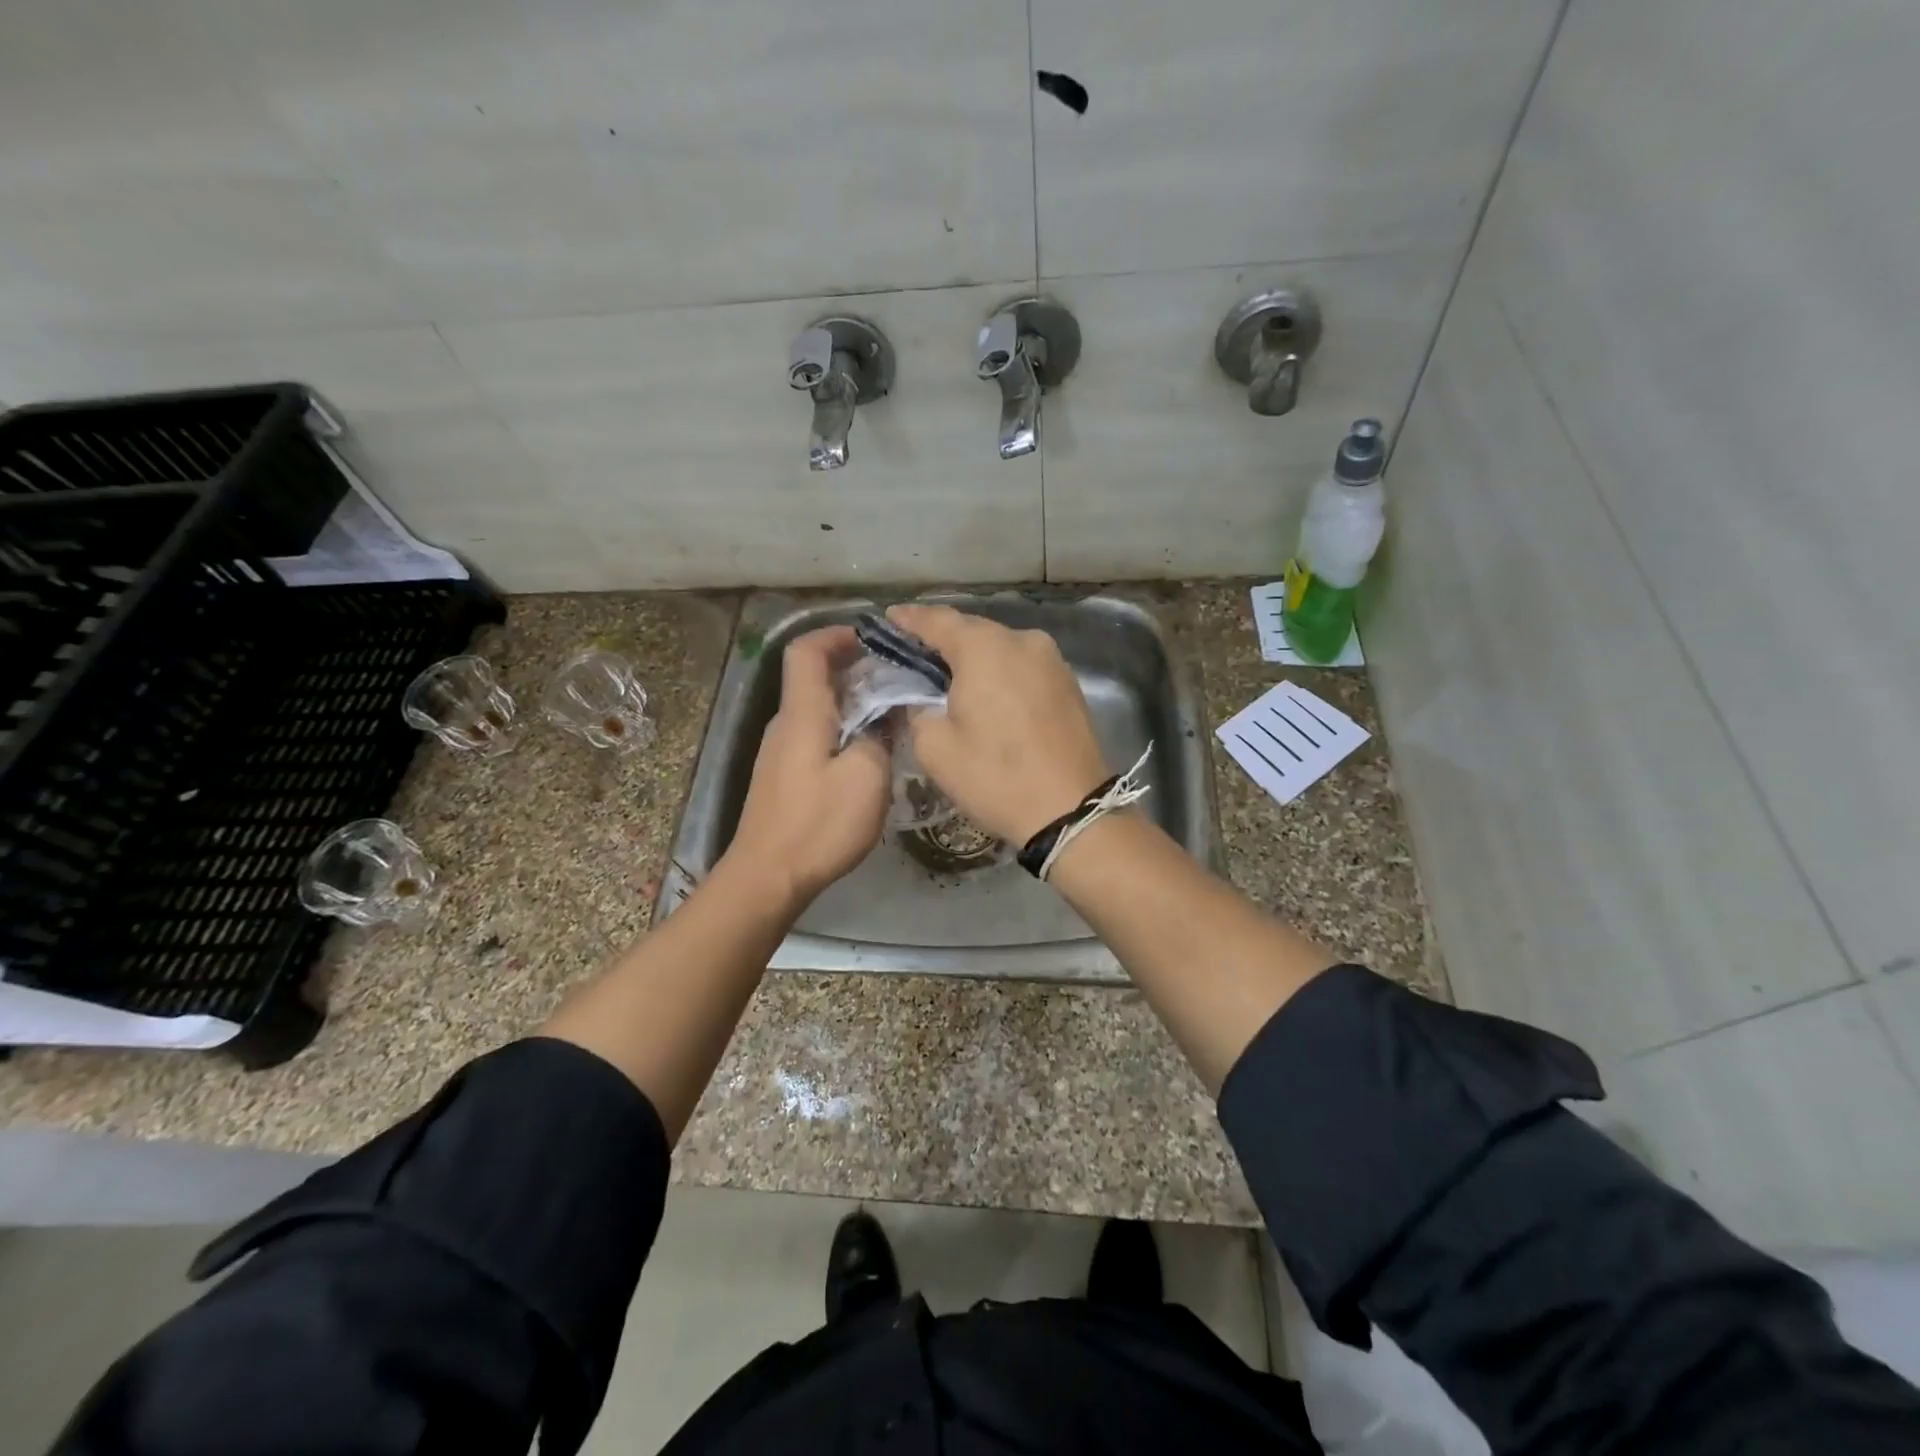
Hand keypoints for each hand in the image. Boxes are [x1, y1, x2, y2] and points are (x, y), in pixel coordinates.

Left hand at [725, 627, 889, 905]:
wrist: (767, 877)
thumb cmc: (818, 823)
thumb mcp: (867, 776)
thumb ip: (880, 736)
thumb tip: (885, 716)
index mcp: (803, 713)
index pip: (807, 651)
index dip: (837, 635)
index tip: (873, 639)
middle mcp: (786, 724)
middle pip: (813, 677)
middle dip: (853, 668)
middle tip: (896, 679)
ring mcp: (780, 752)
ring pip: (816, 708)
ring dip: (851, 701)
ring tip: (891, 714)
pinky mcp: (782, 777)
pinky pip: (814, 735)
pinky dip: (842, 729)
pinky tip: (868, 752)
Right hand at [887, 604, 1109, 845]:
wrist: (1070, 811)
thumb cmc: (995, 777)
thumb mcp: (935, 748)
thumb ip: (916, 710)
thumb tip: (918, 698)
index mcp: (984, 648)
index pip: (937, 620)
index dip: (909, 619)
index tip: (889, 619)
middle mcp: (1021, 641)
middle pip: (972, 630)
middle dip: (942, 639)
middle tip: (914, 653)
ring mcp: (1051, 660)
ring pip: (1001, 648)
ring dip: (974, 658)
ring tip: (949, 676)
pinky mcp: (1068, 682)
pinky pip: (1023, 666)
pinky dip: (1000, 672)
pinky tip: (987, 692)